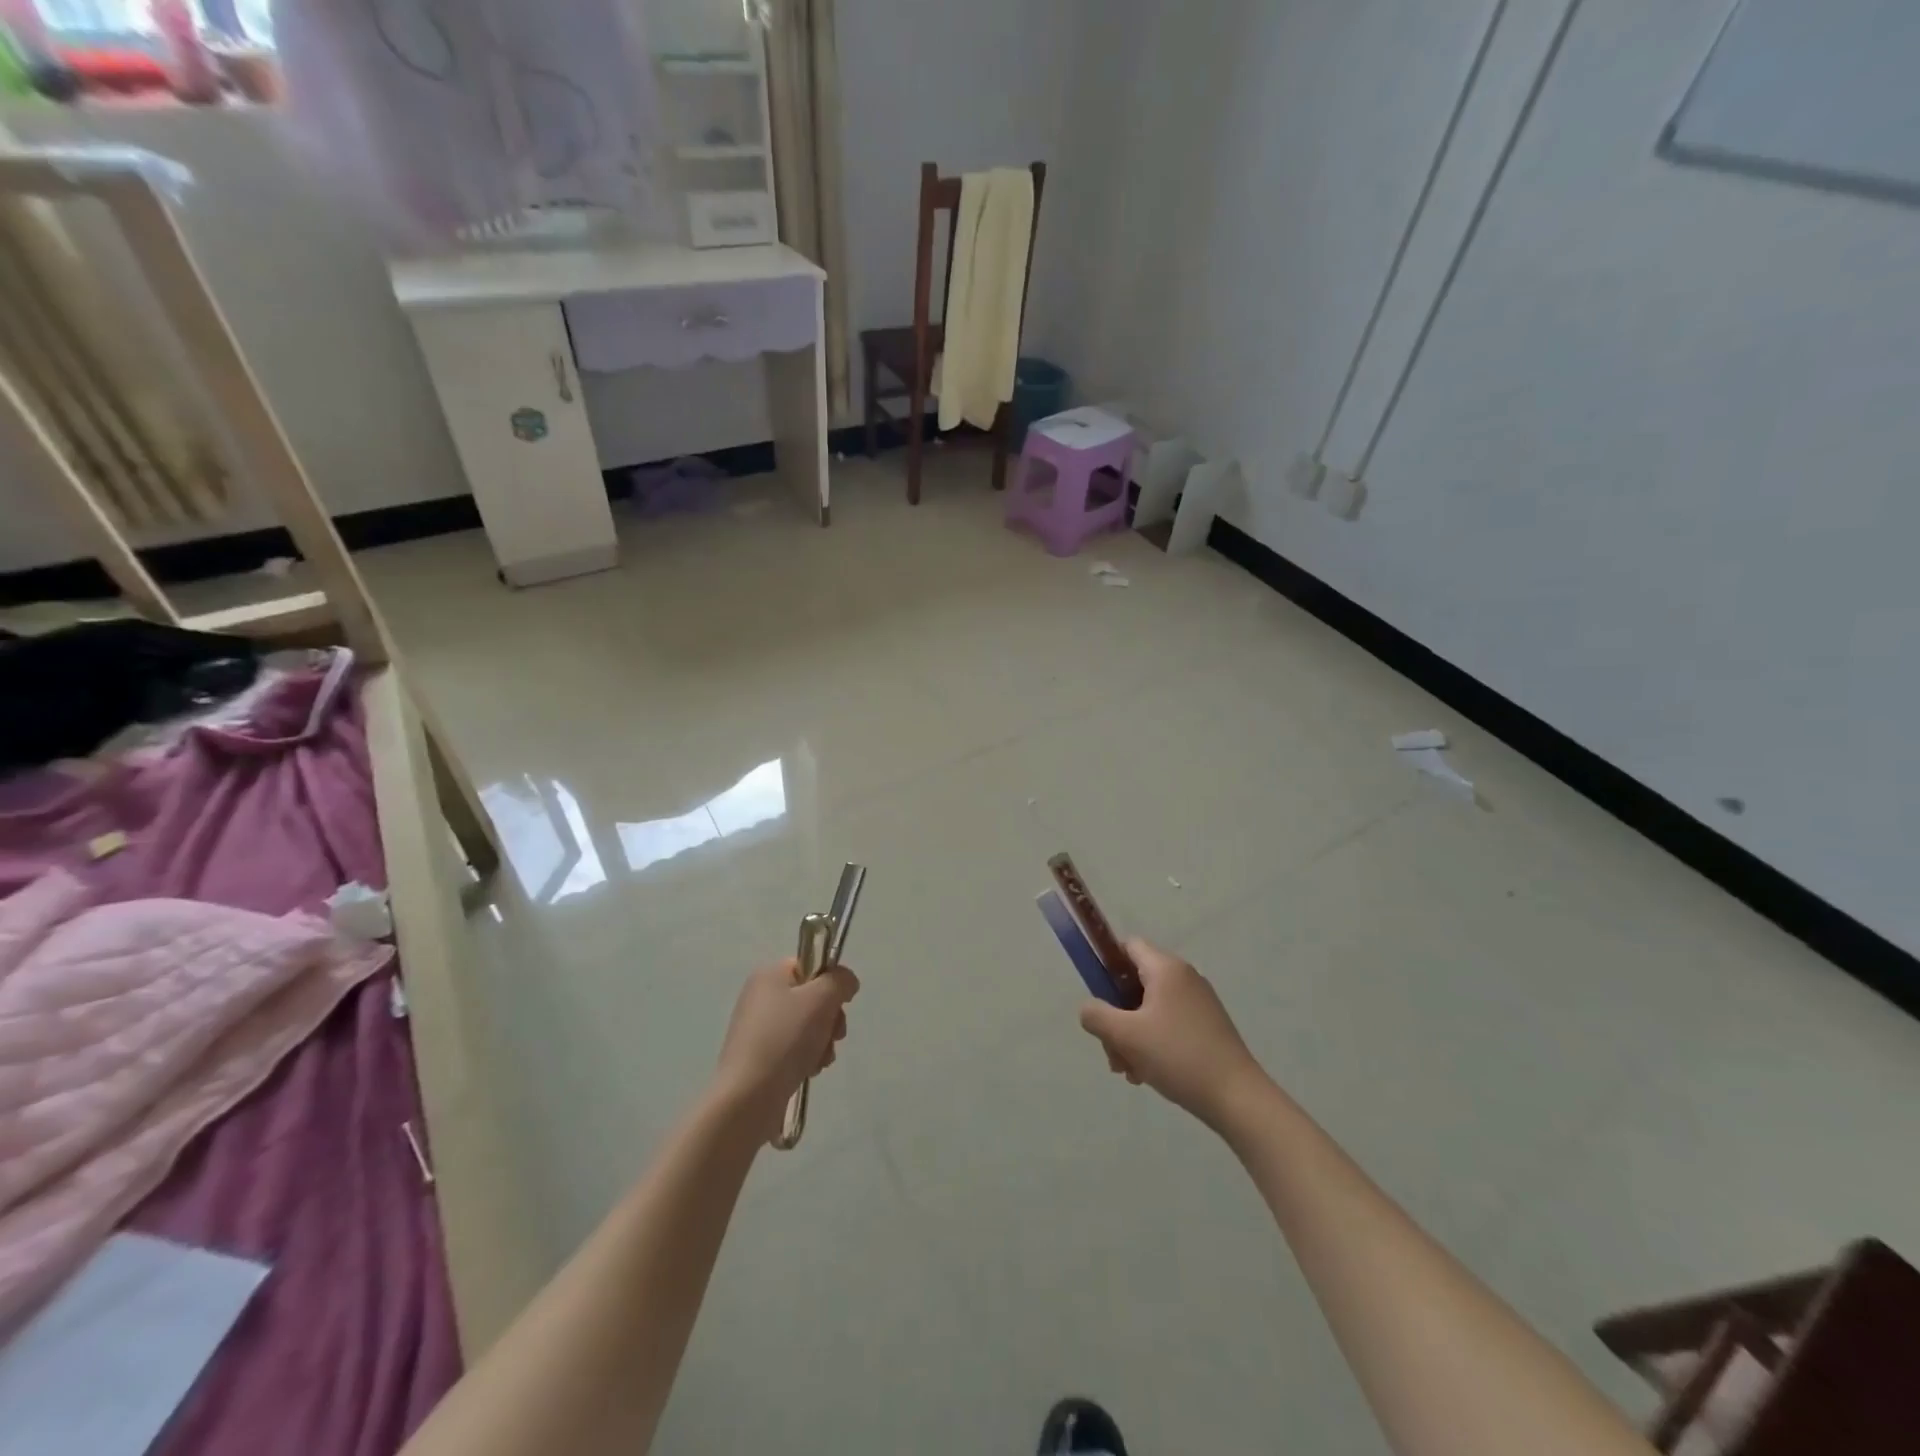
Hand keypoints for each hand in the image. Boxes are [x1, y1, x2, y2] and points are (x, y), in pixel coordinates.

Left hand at [713, 958, 858, 1139]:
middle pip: (812, 997)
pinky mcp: (759, 1057)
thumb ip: (840, 981)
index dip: (832, 983)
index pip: (812, 965)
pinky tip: (809, 1071)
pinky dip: (807, 1058)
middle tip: (835, 1035)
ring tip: (820, 1059)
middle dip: (830, 1018)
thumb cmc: (785, 1039)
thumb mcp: (821, 999)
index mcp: (769, 975)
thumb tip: (846, 983)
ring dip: (822, 1041)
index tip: (841, 1004)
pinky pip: (794, 1048)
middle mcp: (761, 997)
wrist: (748, 1097)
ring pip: (807, 1026)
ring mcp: (758, 1029)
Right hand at [1080, 939, 1268, 1130]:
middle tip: (1112, 1050)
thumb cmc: (1177, 1056)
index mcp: (1166, 969)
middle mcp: (1184, 977)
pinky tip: (1149, 1074)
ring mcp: (1199, 1002)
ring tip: (1130, 1071)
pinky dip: (1153, 1043)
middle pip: (1136, 984)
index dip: (1107, 965)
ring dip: (1133, 1036)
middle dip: (1117, 1016)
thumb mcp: (1126, 1036)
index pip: (1128, 947)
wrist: (1237, 1097)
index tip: (1099, 998)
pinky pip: (1169, 1024)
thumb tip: (1089, 1009)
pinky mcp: (1208, 1026)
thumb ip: (1096, 1016)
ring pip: (1150, 1009)